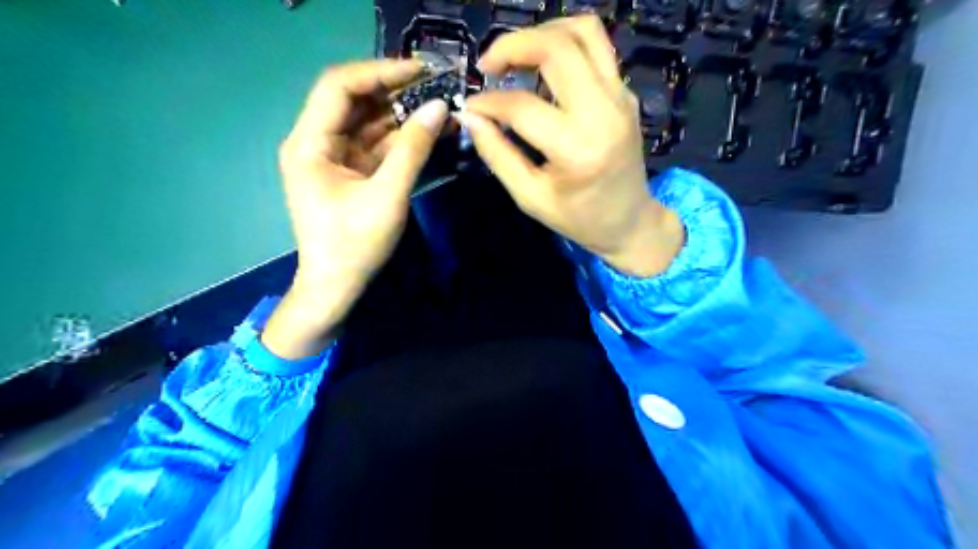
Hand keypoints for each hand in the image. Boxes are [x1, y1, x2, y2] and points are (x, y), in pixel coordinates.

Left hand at [263, 61, 447, 360]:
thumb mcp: (387, 196)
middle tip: (437, 86)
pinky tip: (428, 132)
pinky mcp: (349, 174)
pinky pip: (375, 146)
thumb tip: (441, 108)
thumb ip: (413, 150)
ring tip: (439, 107)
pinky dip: (400, 140)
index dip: (380, 72)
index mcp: (309, 143)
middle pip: (354, 101)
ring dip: (401, 115)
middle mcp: (316, 143)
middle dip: (394, 92)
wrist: (336, 288)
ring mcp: (333, 158)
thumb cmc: (354, 246)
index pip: (339, 86)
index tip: (421, 70)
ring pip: (367, 123)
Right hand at [462, 16, 681, 279]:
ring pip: (583, 32)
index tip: (470, 107)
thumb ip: (497, 154)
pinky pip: (596, 48)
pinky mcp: (625, 92)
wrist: (630, 221)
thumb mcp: (530, 197)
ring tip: (516, 58)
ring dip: (542, 34)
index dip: (487, 102)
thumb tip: (470, 117)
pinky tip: (544, 70)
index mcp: (578, 148)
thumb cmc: (578, 218)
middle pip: (556, 47)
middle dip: (512, 45)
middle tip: (488, 66)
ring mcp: (620, 96)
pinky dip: (564, 45)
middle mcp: (604, 111)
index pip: (522, 106)